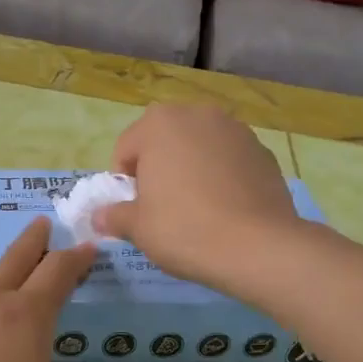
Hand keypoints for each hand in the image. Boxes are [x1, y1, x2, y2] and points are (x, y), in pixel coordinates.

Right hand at [99, 105, 300, 288]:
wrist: (258, 247)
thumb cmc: (184, 229)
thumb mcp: (137, 228)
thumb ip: (114, 216)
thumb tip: (99, 216)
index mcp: (159, 123)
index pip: (126, 149)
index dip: (124, 182)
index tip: (135, 209)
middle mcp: (198, 114)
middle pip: (165, 141)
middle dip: (159, 168)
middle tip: (163, 207)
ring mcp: (235, 130)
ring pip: (199, 147)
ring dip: (192, 168)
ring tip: (197, 208)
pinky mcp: (263, 151)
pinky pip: (229, 160)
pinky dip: (222, 176)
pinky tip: (225, 208)